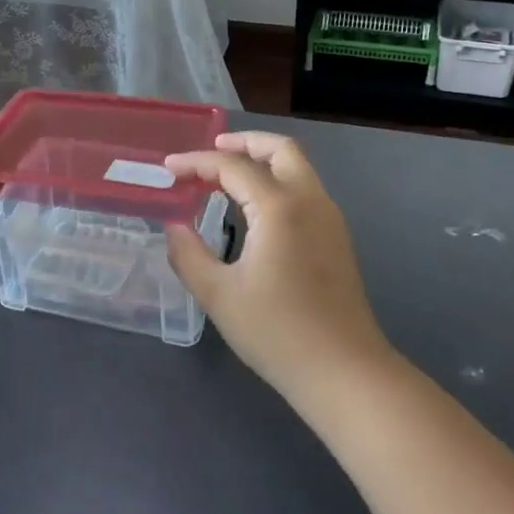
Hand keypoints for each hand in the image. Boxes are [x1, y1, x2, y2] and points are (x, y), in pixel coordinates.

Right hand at [164, 132, 392, 414]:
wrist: (344, 371)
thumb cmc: (277, 332)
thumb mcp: (218, 295)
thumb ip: (188, 253)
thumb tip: (174, 225)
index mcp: (279, 208)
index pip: (232, 167)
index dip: (196, 163)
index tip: (168, 168)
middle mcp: (310, 201)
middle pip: (280, 149)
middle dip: (244, 142)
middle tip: (211, 151)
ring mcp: (329, 218)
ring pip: (298, 167)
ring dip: (263, 160)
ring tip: (227, 175)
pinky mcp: (336, 238)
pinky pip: (305, 190)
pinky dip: (278, 181)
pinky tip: (254, 207)